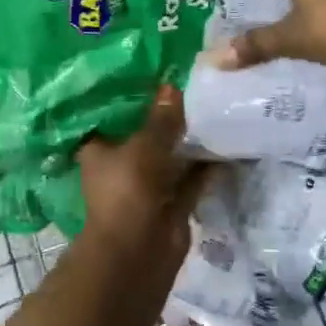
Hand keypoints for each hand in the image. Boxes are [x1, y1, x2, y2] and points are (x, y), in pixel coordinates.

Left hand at [76, 86, 209, 284]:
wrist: (139, 252)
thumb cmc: (128, 190)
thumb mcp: (144, 145)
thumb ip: (161, 118)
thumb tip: (172, 85)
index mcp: (99, 149)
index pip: (111, 116)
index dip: (129, 97)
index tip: (151, 73)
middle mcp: (120, 165)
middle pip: (144, 134)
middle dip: (165, 116)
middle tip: (190, 84)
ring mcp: (147, 186)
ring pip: (169, 157)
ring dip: (188, 140)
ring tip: (213, 107)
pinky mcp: (171, 203)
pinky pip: (190, 178)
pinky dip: (205, 165)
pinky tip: (226, 140)